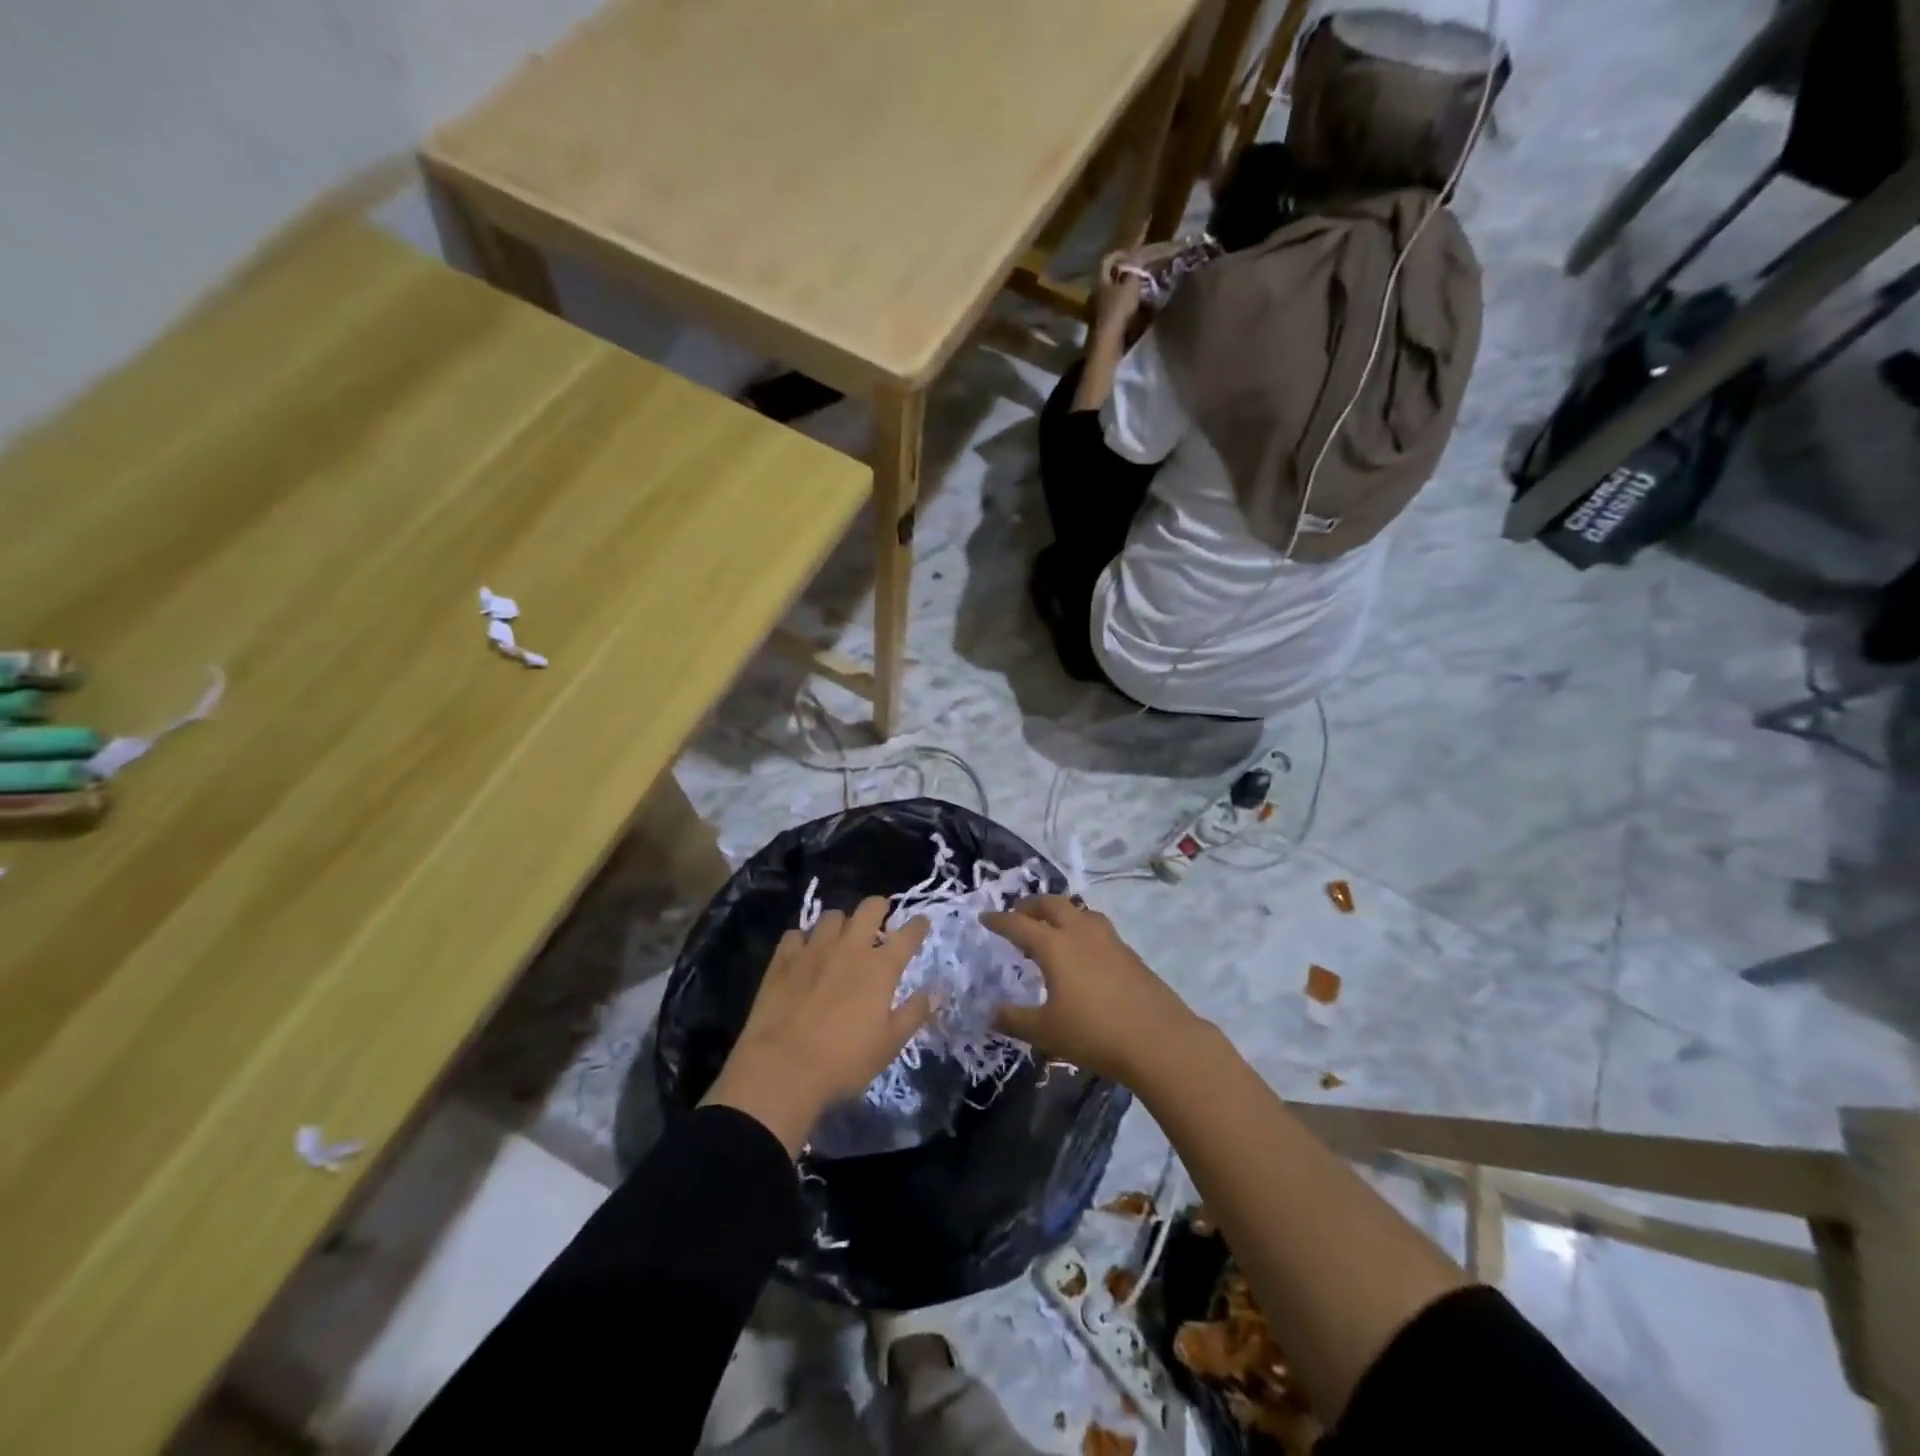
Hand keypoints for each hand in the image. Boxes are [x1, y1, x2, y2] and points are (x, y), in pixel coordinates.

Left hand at [702, 898, 930, 1155]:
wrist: (782, 1068)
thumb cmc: (844, 1061)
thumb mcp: (889, 1044)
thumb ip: (914, 1013)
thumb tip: (936, 992)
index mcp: (881, 967)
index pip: (908, 934)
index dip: (918, 925)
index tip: (921, 923)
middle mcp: (850, 948)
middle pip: (869, 908)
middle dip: (879, 908)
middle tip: (880, 921)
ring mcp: (814, 949)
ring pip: (832, 916)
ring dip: (841, 923)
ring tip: (840, 938)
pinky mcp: (783, 959)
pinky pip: (796, 934)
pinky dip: (803, 939)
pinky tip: (803, 953)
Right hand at [980, 896, 1200, 1084]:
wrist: (1158, 1039)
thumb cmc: (1094, 1033)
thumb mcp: (1046, 1032)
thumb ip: (1015, 1020)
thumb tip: (992, 1013)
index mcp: (1055, 945)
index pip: (1019, 925)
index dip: (999, 920)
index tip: (985, 918)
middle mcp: (1081, 933)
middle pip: (1053, 905)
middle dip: (1032, 905)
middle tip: (1019, 914)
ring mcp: (1109, 940)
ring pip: (1080, 912)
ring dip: (1061, 914)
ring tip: (1053, 930)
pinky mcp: (1129, 954)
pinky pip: (1098, 929)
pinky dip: (1082, 930)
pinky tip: (1083, 955)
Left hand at [1094, 251, 1145, 332]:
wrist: (1107, 342)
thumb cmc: (1118, 309)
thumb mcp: (1131, 285)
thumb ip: (1134, 271)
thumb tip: (1136, 259)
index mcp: (1100, 280)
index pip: (1107, 260)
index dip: (1119, 254)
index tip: (1132, 254)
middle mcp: (1095, 292)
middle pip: (1108, 277)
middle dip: (1122, 273)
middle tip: (1136, 272)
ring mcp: (1096, 309)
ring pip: (1110, 293)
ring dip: (1122, 290)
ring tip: (1137, 290)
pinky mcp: (1100, 323)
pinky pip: (1112, 307)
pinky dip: (1121, 304)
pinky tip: (1132, 308)